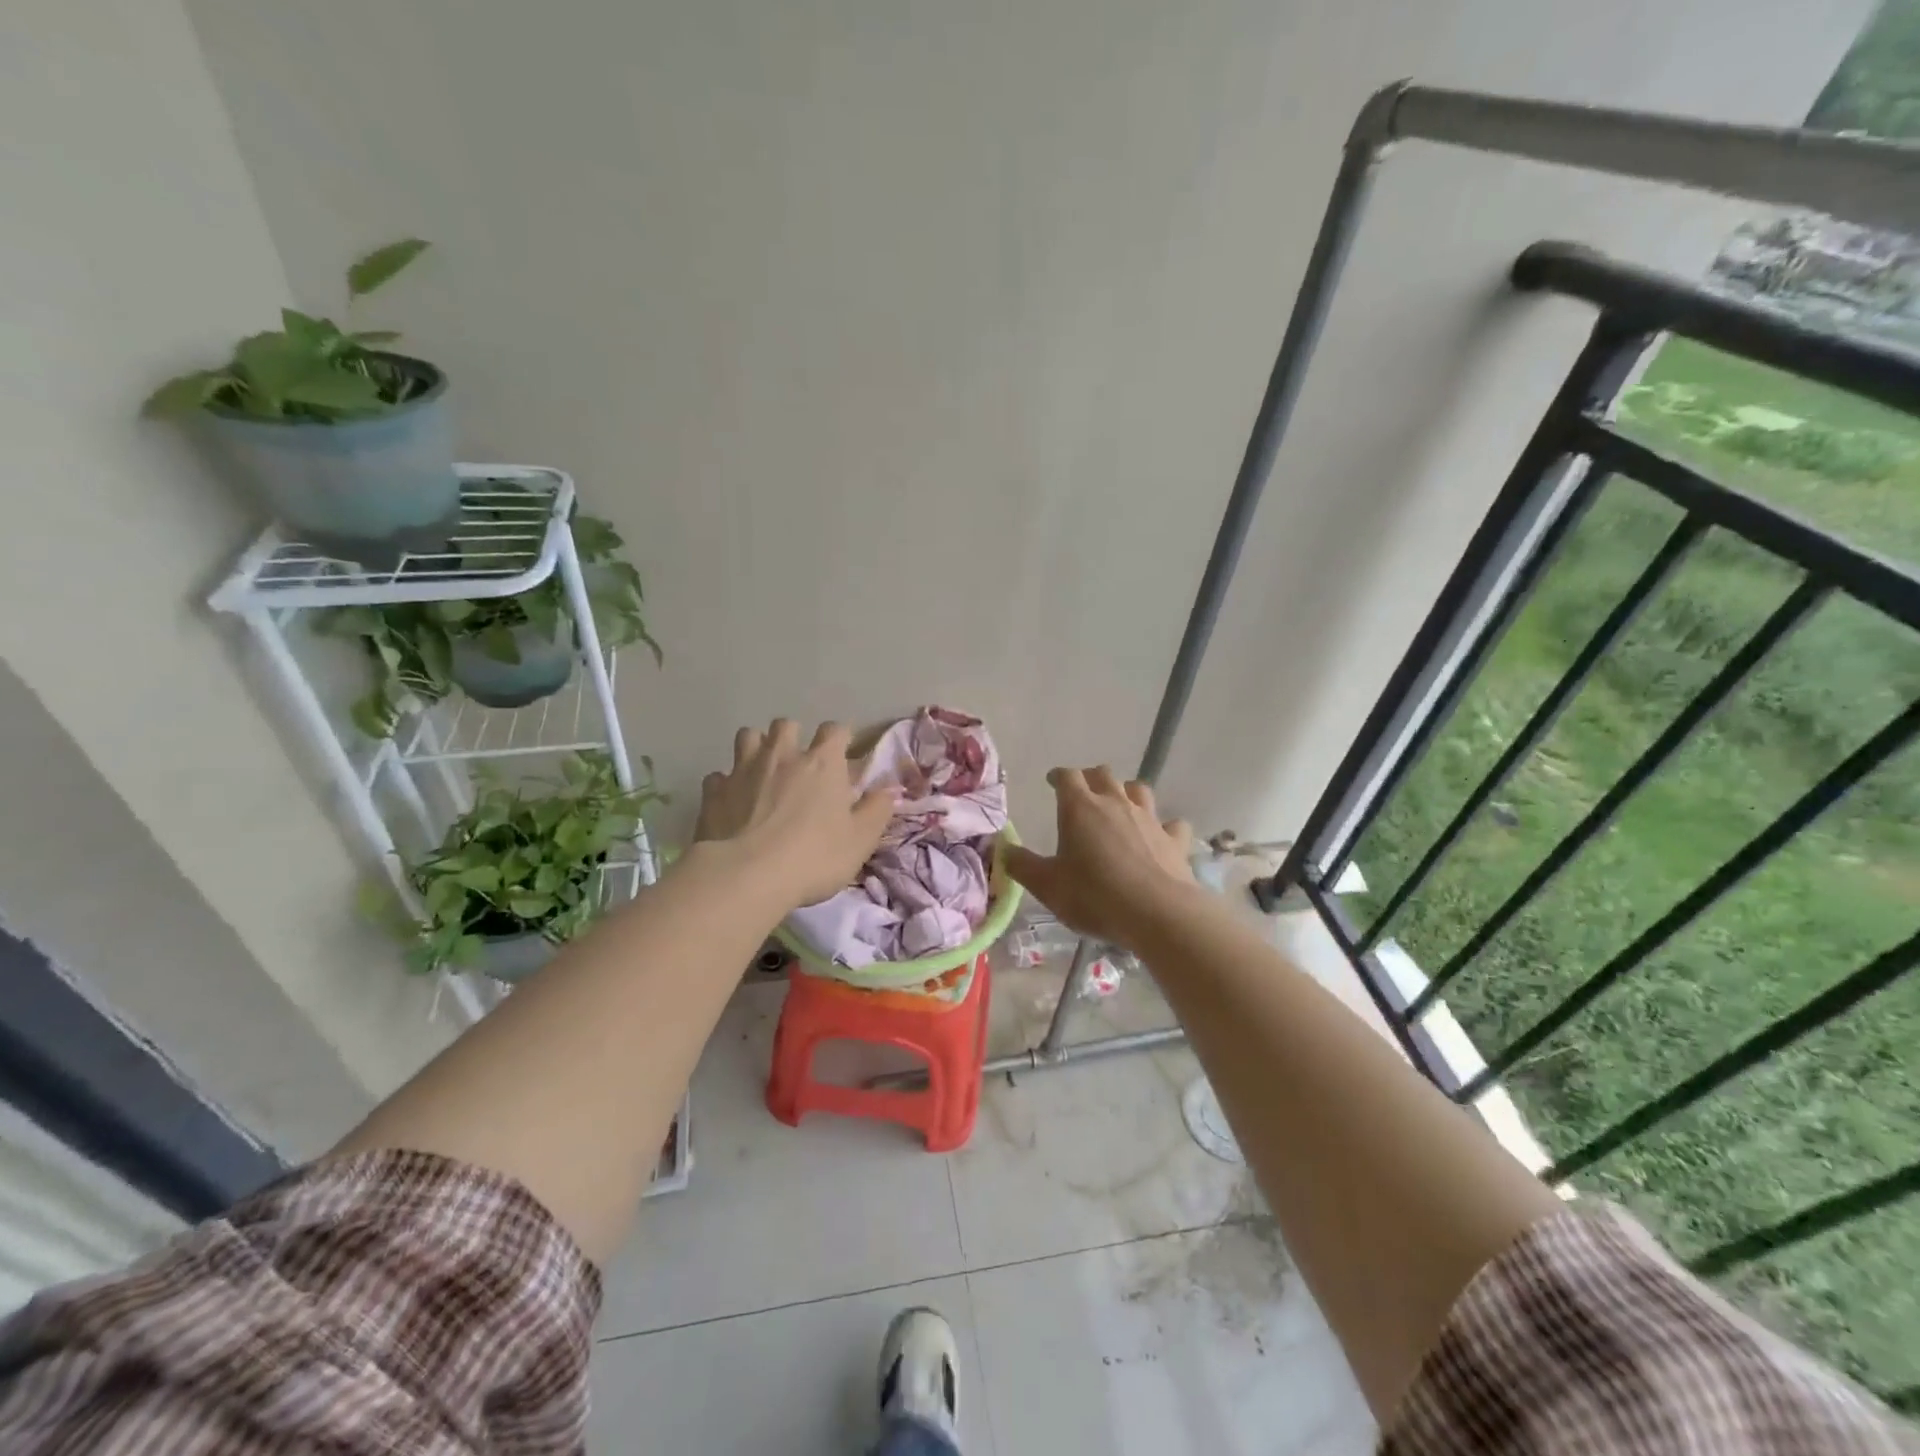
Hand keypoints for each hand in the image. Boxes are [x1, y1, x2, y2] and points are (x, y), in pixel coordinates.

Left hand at [694, 719, 895, 909]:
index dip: (840, 738)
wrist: (747, 876)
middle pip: (786, 725)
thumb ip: (877, 810)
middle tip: (798, 762)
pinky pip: (719, 775)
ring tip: (762, 771)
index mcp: (822, 763)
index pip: (834, 730)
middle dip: (793, 737)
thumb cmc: (814, 857)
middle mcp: (782, 755)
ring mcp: (743, 770)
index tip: (843, 754)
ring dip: (757, 748)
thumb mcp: (860, 840)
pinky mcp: (714, 791)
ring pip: (748, 737)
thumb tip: (889, 790)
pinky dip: (727, 783)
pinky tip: (732, 800)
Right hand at [1004, 766, 1195, 948]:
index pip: (1067, 776)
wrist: (1158, 913)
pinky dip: (1164, 827)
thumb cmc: (1094, 896)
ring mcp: (1149, 819)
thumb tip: (1004, 850)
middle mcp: (1115, 803)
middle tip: (1083, 792)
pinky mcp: (1174, 840)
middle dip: (1091, 778)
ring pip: (1138, 790)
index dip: (1058, 776)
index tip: (1052, 782)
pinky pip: (1171, 824)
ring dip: (1127, 792)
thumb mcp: (1047, 886)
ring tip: (1120, 806)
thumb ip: (1023, 865)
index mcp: (1080, 808)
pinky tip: (1160, 836)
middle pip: (1103, 774)